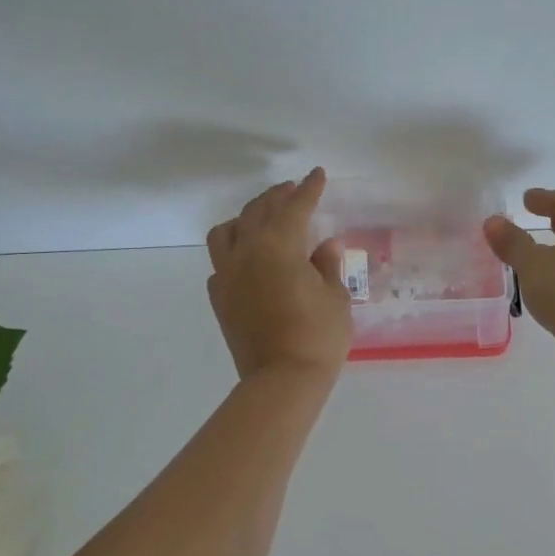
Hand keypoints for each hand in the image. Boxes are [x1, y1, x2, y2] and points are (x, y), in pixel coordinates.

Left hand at [206, 168, 351, 381]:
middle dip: (277, 197)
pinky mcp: (219, 298)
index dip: (309, 189)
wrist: (282, 381)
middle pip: (257, 211)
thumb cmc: (318, 336)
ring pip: (226, 231)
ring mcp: (227, 275)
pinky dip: (233, 251)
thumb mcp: (336, 297)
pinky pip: (220, 262)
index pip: (295, 207)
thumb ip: (327, 265)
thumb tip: (325, 244)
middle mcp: (246, 252)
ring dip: (244, 218)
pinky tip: (247, 259)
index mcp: (278, 246)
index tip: (317, 175)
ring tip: (260, 219)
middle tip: (292, 190)